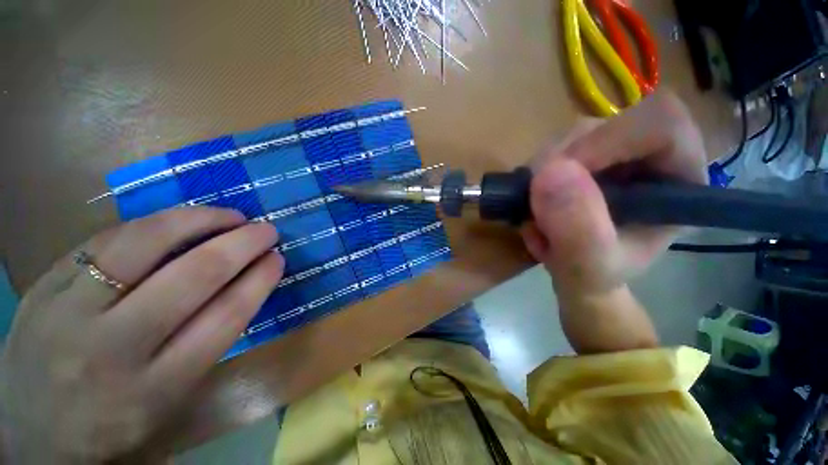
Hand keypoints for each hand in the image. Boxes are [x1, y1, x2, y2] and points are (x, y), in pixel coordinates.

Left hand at [1, 207, 283, 461]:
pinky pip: (106, 239)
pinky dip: (152, 224)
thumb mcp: (169, 399)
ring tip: (228, 216)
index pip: (224, 319)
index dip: (258, 281)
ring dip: (197, 221)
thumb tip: (244, 283)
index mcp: (154, 388)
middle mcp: (112, 349)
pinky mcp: (44, 286)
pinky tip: (176, 221)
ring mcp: (69, 312)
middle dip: (240, 245)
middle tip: (266, 230)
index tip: (278, 258)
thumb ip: (206, 341)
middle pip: (192, 278)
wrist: (31, 431)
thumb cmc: (114, 421)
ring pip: (143, 244)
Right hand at [522, 92, 707, 299]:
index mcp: (677, 179)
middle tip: (540, 205)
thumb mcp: (588, 267)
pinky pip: (550, 151)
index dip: (609, 139)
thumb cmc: (595, 276)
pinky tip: (536, 205)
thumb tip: (549, 174)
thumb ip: (577, 230)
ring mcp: (611, 152)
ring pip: (570, 136)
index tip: (561, 174)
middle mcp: (648, 155)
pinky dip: (533, 177)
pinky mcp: (581, 156)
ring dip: (541, 175)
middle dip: (560, 163)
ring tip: (539, 214)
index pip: (660, 123)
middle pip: (605, 124)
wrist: (577, 273)